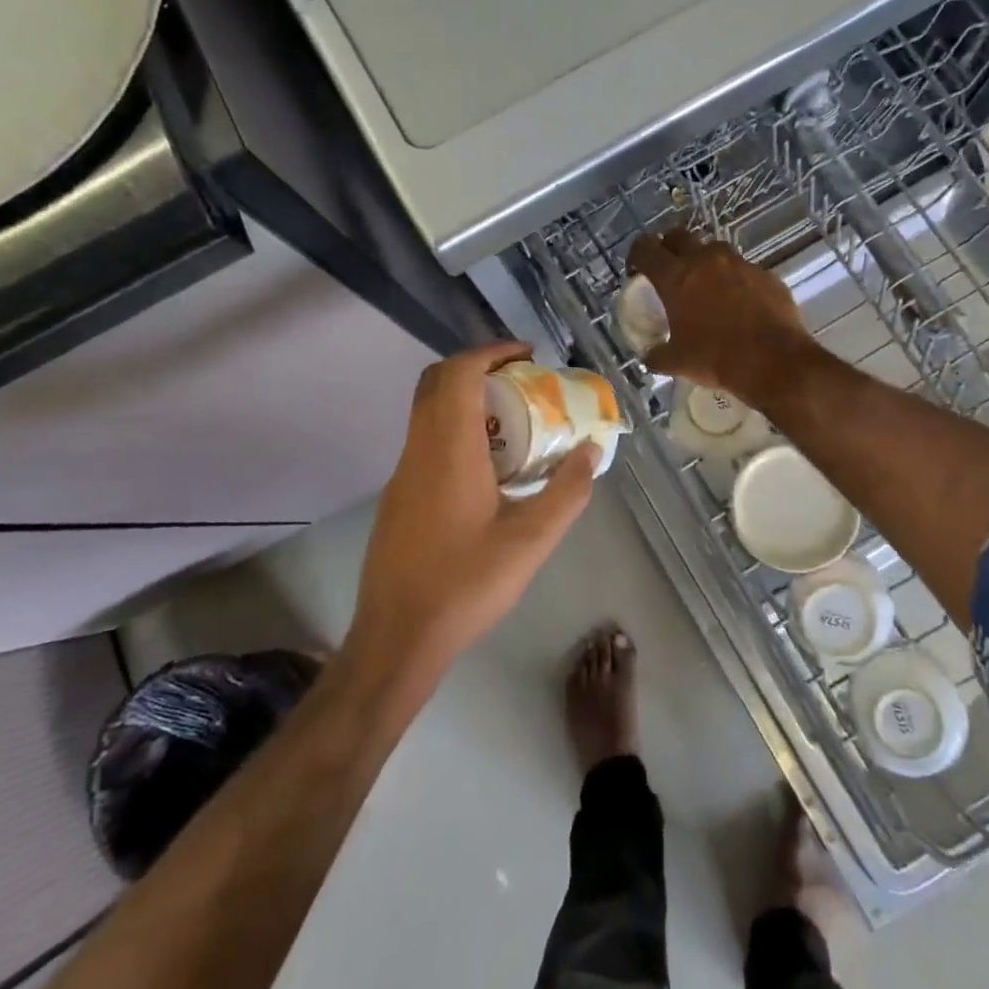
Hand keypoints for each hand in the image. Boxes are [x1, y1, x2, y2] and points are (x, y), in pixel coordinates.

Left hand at [348, 343, 597, 686]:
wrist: (397, 636)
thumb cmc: (466, 584)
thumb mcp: (531, 541)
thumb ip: (567, 491)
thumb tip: (591, 451)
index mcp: (449, 450)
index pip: (459, 373)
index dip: (492, 353)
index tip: (528, 356)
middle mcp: (419, 450)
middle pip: (437, 382)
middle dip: (479, 369)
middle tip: (521, 382)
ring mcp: (403, 473)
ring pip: (428, 411)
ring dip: (466, 400)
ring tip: (514, 422)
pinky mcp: (398, 495)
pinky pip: (426, 440)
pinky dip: (455, 429)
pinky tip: (487, 467)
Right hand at [627, 228, 813, 401]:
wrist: (774, 362)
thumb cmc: (716, 358)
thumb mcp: (677, 362)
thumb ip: (657, 353)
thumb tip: (650, 354)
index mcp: (676, 277)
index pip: (645, 248)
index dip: (636, 256)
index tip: (637, 271)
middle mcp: (706, 260)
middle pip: (678, 236)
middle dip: (669, 249)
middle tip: (669, 272)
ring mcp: (739, 263)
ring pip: (714, 249)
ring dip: (704, 262)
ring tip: (706, 287)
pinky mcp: (766, 274)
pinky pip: (743, 269)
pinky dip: (735, 280)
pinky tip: (739, 304)